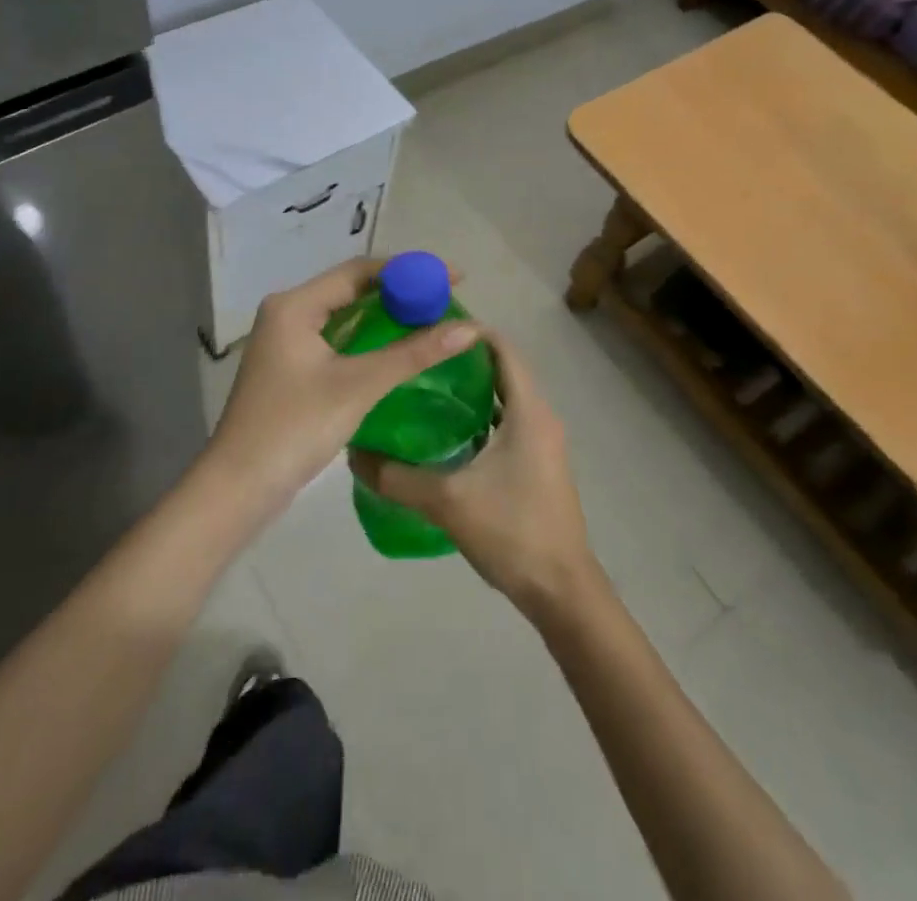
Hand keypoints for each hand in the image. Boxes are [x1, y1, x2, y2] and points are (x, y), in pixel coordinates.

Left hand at [205, 258, 481, 515]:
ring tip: (432, 318)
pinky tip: (399, 348)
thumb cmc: (294, 427)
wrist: (238, 487)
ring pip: (346, 315)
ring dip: (387, 315)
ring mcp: (287, 341)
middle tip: (447, 298)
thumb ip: (413, 353)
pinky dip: (370, 338)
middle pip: (352, 288)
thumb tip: (470, 328)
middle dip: (401, 291)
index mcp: (295, 305)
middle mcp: (288, 313)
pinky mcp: (291, 367)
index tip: (453, 276)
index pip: (359, 270)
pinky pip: (338, 339)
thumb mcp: (359, 386)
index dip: (409, 270)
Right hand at [349, 332, 602, 620]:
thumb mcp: (448, 501)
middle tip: (416, 357)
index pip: (502, 347)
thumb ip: (397, 477)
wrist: (562, 591)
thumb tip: (354, 455)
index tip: (427, 326)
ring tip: (423, 389)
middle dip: (462, 359)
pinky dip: (480, 417)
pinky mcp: (539, 464)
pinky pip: (508, 423)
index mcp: (529, 409)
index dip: (468, 331)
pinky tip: (446, 434)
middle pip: (502, 369)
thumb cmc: (512, 532)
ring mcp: (543, 441)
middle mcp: (541, 416)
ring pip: (505, 398)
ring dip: (471, 390)